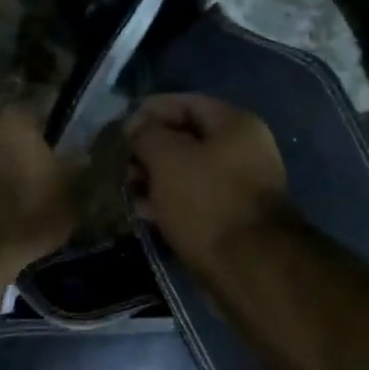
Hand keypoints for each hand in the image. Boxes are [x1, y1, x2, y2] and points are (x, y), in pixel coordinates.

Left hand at [0, 107, 78, 265]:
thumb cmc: (30, 210)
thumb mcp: (72, 194)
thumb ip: (77, 171)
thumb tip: (82, 158)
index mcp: (16, 122)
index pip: (36, 116)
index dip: (49, 136)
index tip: (60, 154)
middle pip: (9, 138)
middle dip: (23, 155)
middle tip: (41, 178)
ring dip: (2, 176)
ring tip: (21, 201)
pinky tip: (0, 215)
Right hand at [126, 94, 289, 269]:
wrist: (249, 266)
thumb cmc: (207, 202)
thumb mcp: (168, 159)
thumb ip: (148, 135)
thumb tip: (137, 127)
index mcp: (236, 125)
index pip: (187, 103)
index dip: (149, 111)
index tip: (119, 128)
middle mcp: (244, 151)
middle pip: (188, 139)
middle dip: (150, 149)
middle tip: (118, 164)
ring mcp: (240, 187)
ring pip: (189, 172)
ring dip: (156, 178)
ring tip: (126, 190)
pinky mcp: (231, 219)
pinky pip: (195, 200)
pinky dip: (170, 202)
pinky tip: (144, 211)